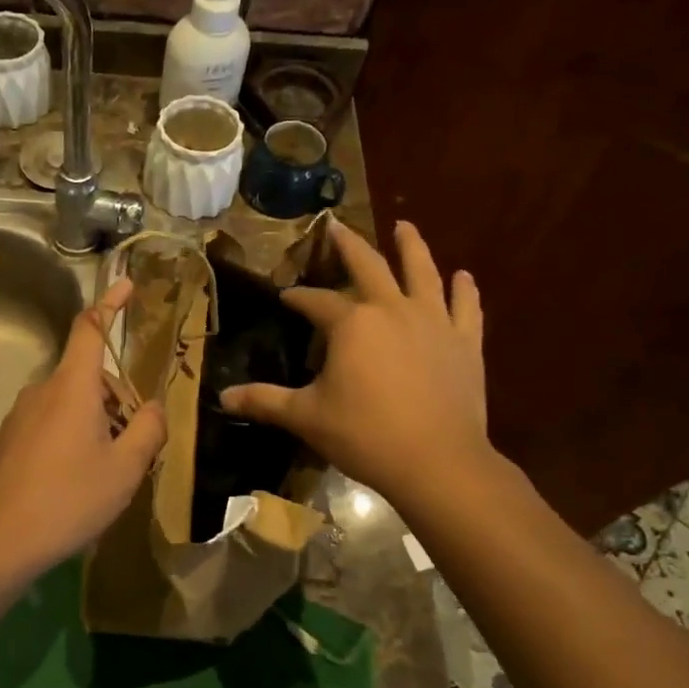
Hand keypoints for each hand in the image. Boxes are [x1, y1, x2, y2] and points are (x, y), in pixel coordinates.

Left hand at [0, 279, 165, 573]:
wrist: (2, 539)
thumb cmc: (71, 498)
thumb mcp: (126, 468)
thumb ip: (149, 429)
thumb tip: (156, 408)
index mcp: (72, 386)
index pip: (91, 328)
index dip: (111, 303)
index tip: (128, 285)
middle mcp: (42, 390)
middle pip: (89, 376)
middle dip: (118, 398)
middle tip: (136, 444)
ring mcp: (21, 415)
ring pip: (71, 402)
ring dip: (98, 421)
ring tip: (109, 470)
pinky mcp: (10, 439)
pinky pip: (51, 422)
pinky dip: (73, 435)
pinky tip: (78, 479)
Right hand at [220, 218, 489, 505]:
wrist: (437, 462)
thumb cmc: (364, 435)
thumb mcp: (305, 417)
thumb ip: (264, 400)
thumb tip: (222, 397)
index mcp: (351, 324)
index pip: (316, 302)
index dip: (299, 298)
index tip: (286, 297)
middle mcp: (392, 310)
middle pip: (369, 267)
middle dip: (349, 246)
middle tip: (338, 225)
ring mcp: (433, 322)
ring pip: (422, 272)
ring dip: (412, 247)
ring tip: (404, 226)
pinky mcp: (465, 342)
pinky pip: (466, 307)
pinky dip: (464, 290)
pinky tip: (464, 276)